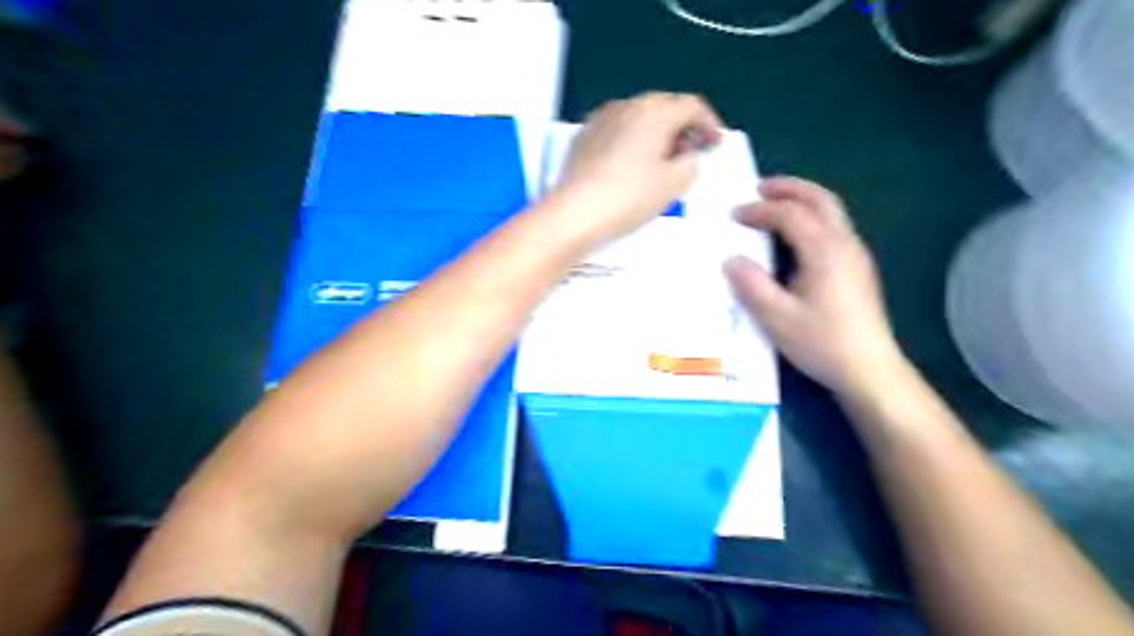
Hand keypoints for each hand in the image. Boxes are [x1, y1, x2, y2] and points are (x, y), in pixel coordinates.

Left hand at [553, 91, 726, 245]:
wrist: (575, 212)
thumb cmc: (630, 196)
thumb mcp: (673, 184)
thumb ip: (690, 164)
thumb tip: (686, 156)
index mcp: (655, 111)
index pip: (691, 105)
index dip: (709, 123)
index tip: (715, 144)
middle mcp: (628, 105)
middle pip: (664, 107)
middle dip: (682, 127)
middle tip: (691, 151)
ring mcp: (602, 118)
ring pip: (638, 117)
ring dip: (656, 132)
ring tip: (661, 159)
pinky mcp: (584, 136)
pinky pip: (617, 130)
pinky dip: (632, 140)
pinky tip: (631, 163)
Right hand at [727, 176, 904, 396]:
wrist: (869, 369)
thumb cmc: (821, 342)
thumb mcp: (777, 317)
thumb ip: (751, 285)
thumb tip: (731, 260)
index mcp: (824, 251)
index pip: (790, 214)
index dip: (760, 210)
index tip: (734, 215)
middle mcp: (845, 244)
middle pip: (820, 200)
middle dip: (789, 189)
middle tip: (759, 188)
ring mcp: (856, 256)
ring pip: (831, 212)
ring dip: (802, 201)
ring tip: (774, 205)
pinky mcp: (858, 269)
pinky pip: (833, 228)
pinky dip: (811, 218)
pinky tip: (795, 237)